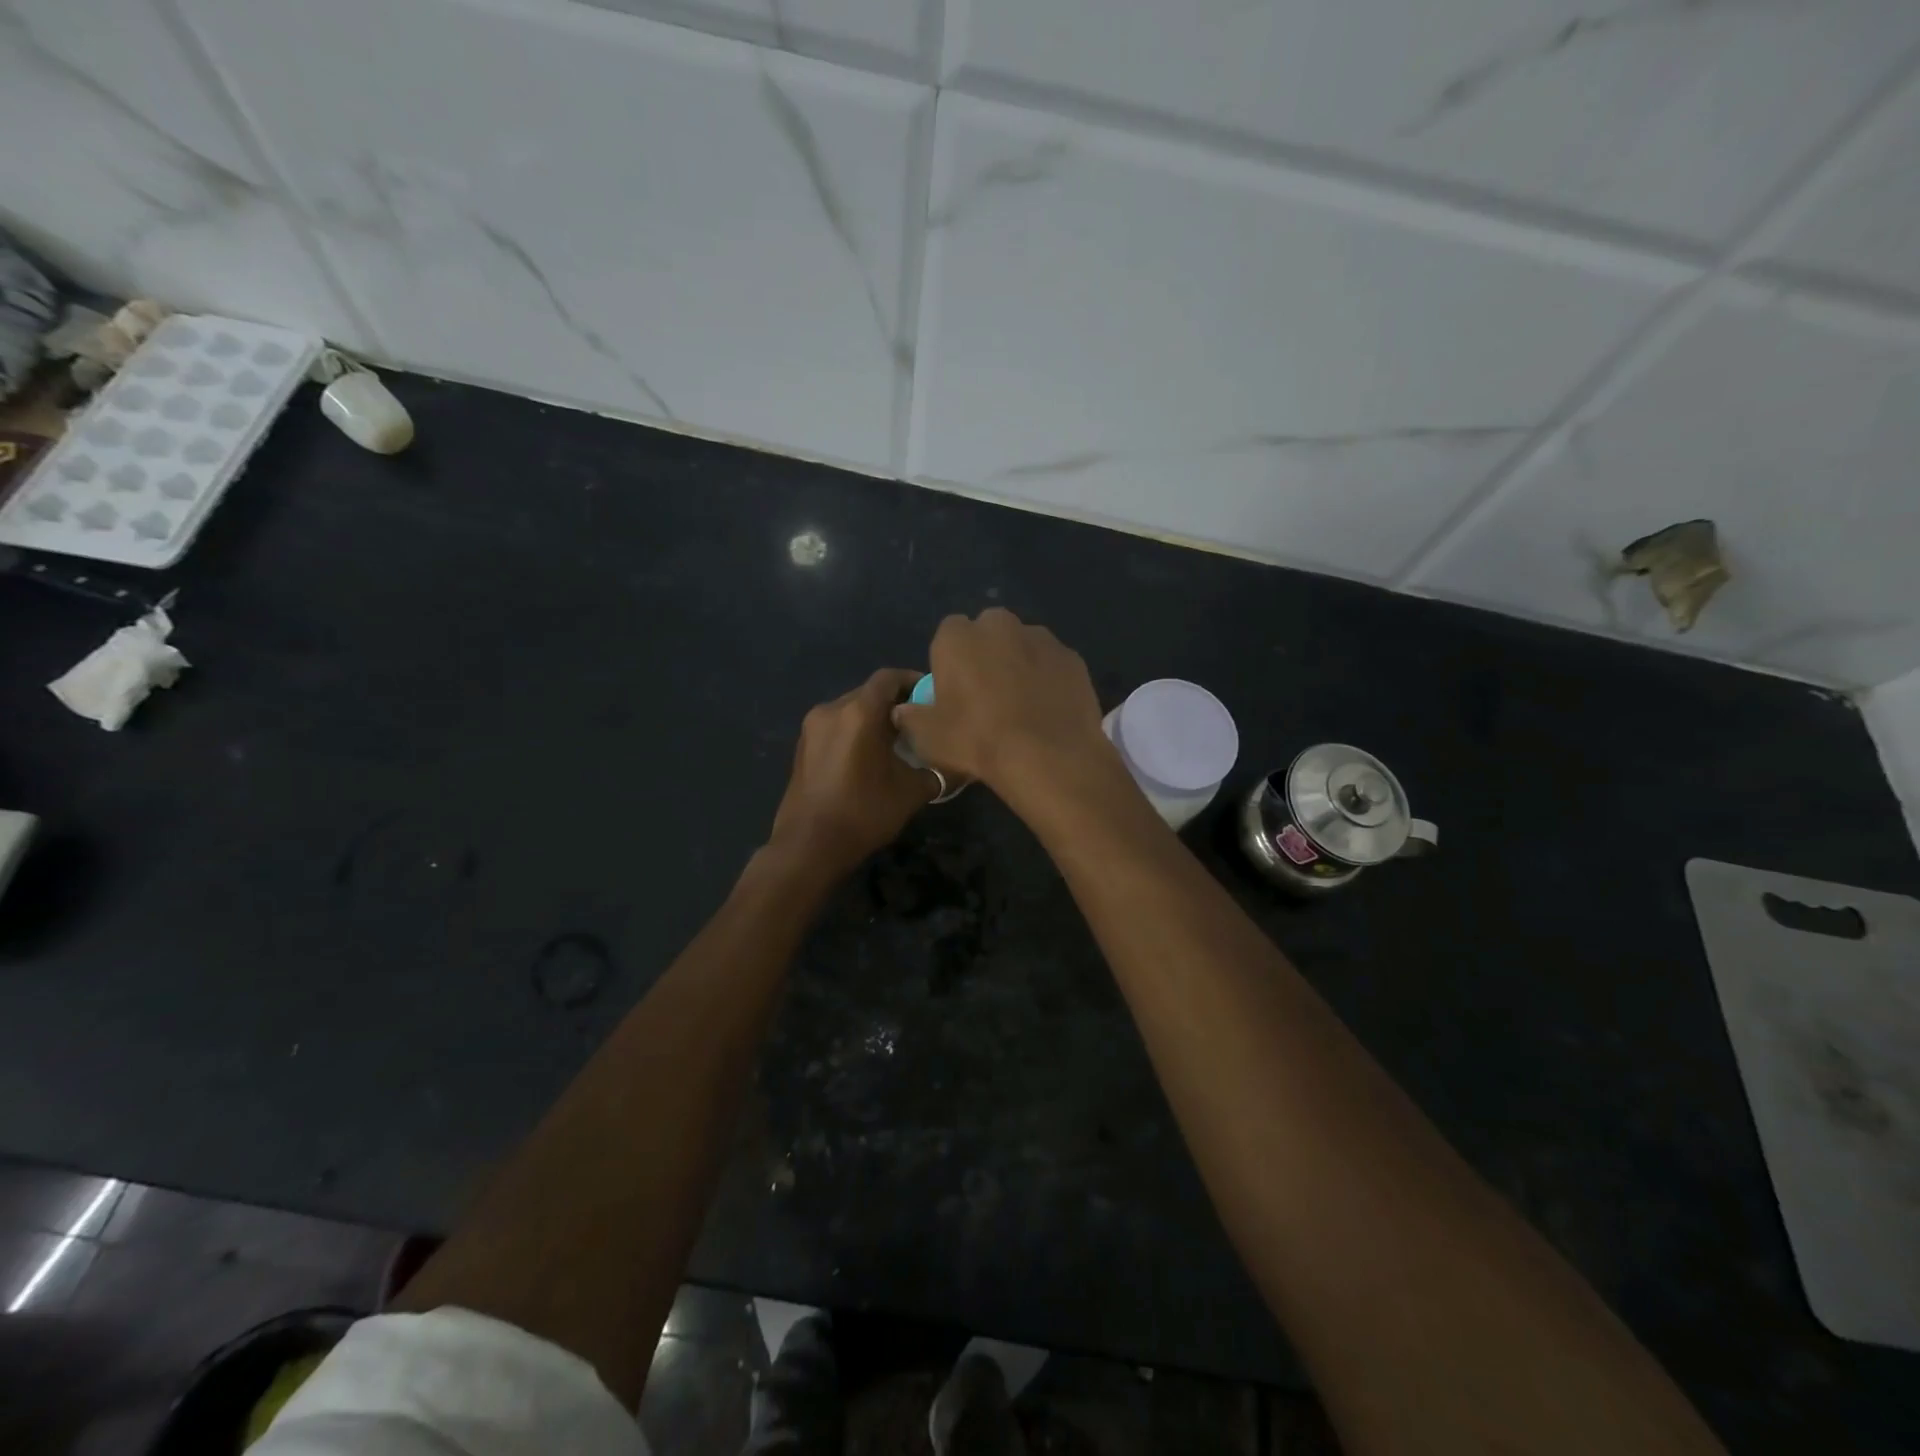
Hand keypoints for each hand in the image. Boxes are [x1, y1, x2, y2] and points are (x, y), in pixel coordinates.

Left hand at [767, 668, 936, 876]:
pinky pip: (835, 727)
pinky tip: (869, 757)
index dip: (913, 681)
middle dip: (895, 703)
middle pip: (869, 692)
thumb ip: (935, 770)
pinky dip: (855, 732)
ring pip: (851, 709)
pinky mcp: (802, 746)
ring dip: (873, 719)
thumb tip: (954, 764)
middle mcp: (832, 709)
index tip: (932, 696)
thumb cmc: (864, 813)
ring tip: (896, 741)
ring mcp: (812, 727)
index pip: (889, 678)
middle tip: (919, 723)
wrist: (809, 846)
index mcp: (859, 712)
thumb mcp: (911, 792)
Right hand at [890, 609, 1114, 796]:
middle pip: (988, 632)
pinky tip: (1048, 710)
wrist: (1047, 756)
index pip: (947, 635)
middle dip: (986, 654)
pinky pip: (1052, 664)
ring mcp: (1041, 637)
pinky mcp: (1072, 657)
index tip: (954, 691)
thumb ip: (911, 717)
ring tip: (1022, 706)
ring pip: (1023, 645)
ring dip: (1019, 664)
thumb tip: (904, 711)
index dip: (950, 661)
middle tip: (987, 696)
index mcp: (957, 637)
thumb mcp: (928, 738)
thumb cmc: (977, 740)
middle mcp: (999, 625)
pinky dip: (1049, 679)